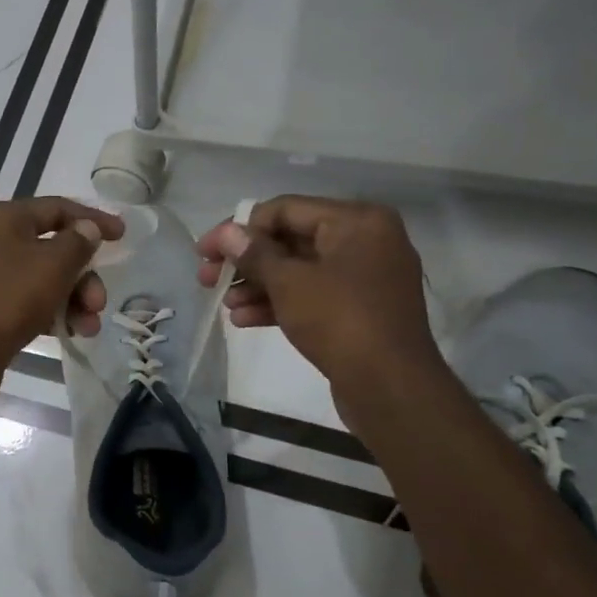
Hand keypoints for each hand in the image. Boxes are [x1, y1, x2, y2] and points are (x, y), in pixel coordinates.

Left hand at [0, 196, 124, 416]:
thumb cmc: (8, 300)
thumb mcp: (53, 265)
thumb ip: (77, 242)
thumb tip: (85, 229)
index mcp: (2, 218)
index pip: (56, 208)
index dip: (92, 219)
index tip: (123, 236)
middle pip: (52, 248)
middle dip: (83, 276)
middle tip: (99, 302)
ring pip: (43, 279)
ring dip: (73, 300)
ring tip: (89, 326)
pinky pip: (28, 301)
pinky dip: (52, 313)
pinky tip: (70, 333)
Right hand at [196, 196, 439, 395]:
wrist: (391, 386)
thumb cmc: (339, 320)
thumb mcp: (289, 282)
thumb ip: (254, 254)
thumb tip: (226, 233)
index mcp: (357, 221)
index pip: (284, 210)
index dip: (239, 229)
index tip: (205, 252)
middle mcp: (365, 241)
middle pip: (291, 240)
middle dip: (246, 261)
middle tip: (207, 279)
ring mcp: (364, 277)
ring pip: (299, 271)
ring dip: (258, 285)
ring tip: (225, 305)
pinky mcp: (359, 310)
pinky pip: (313, 295)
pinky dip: (280, 303)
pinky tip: (244, 319)